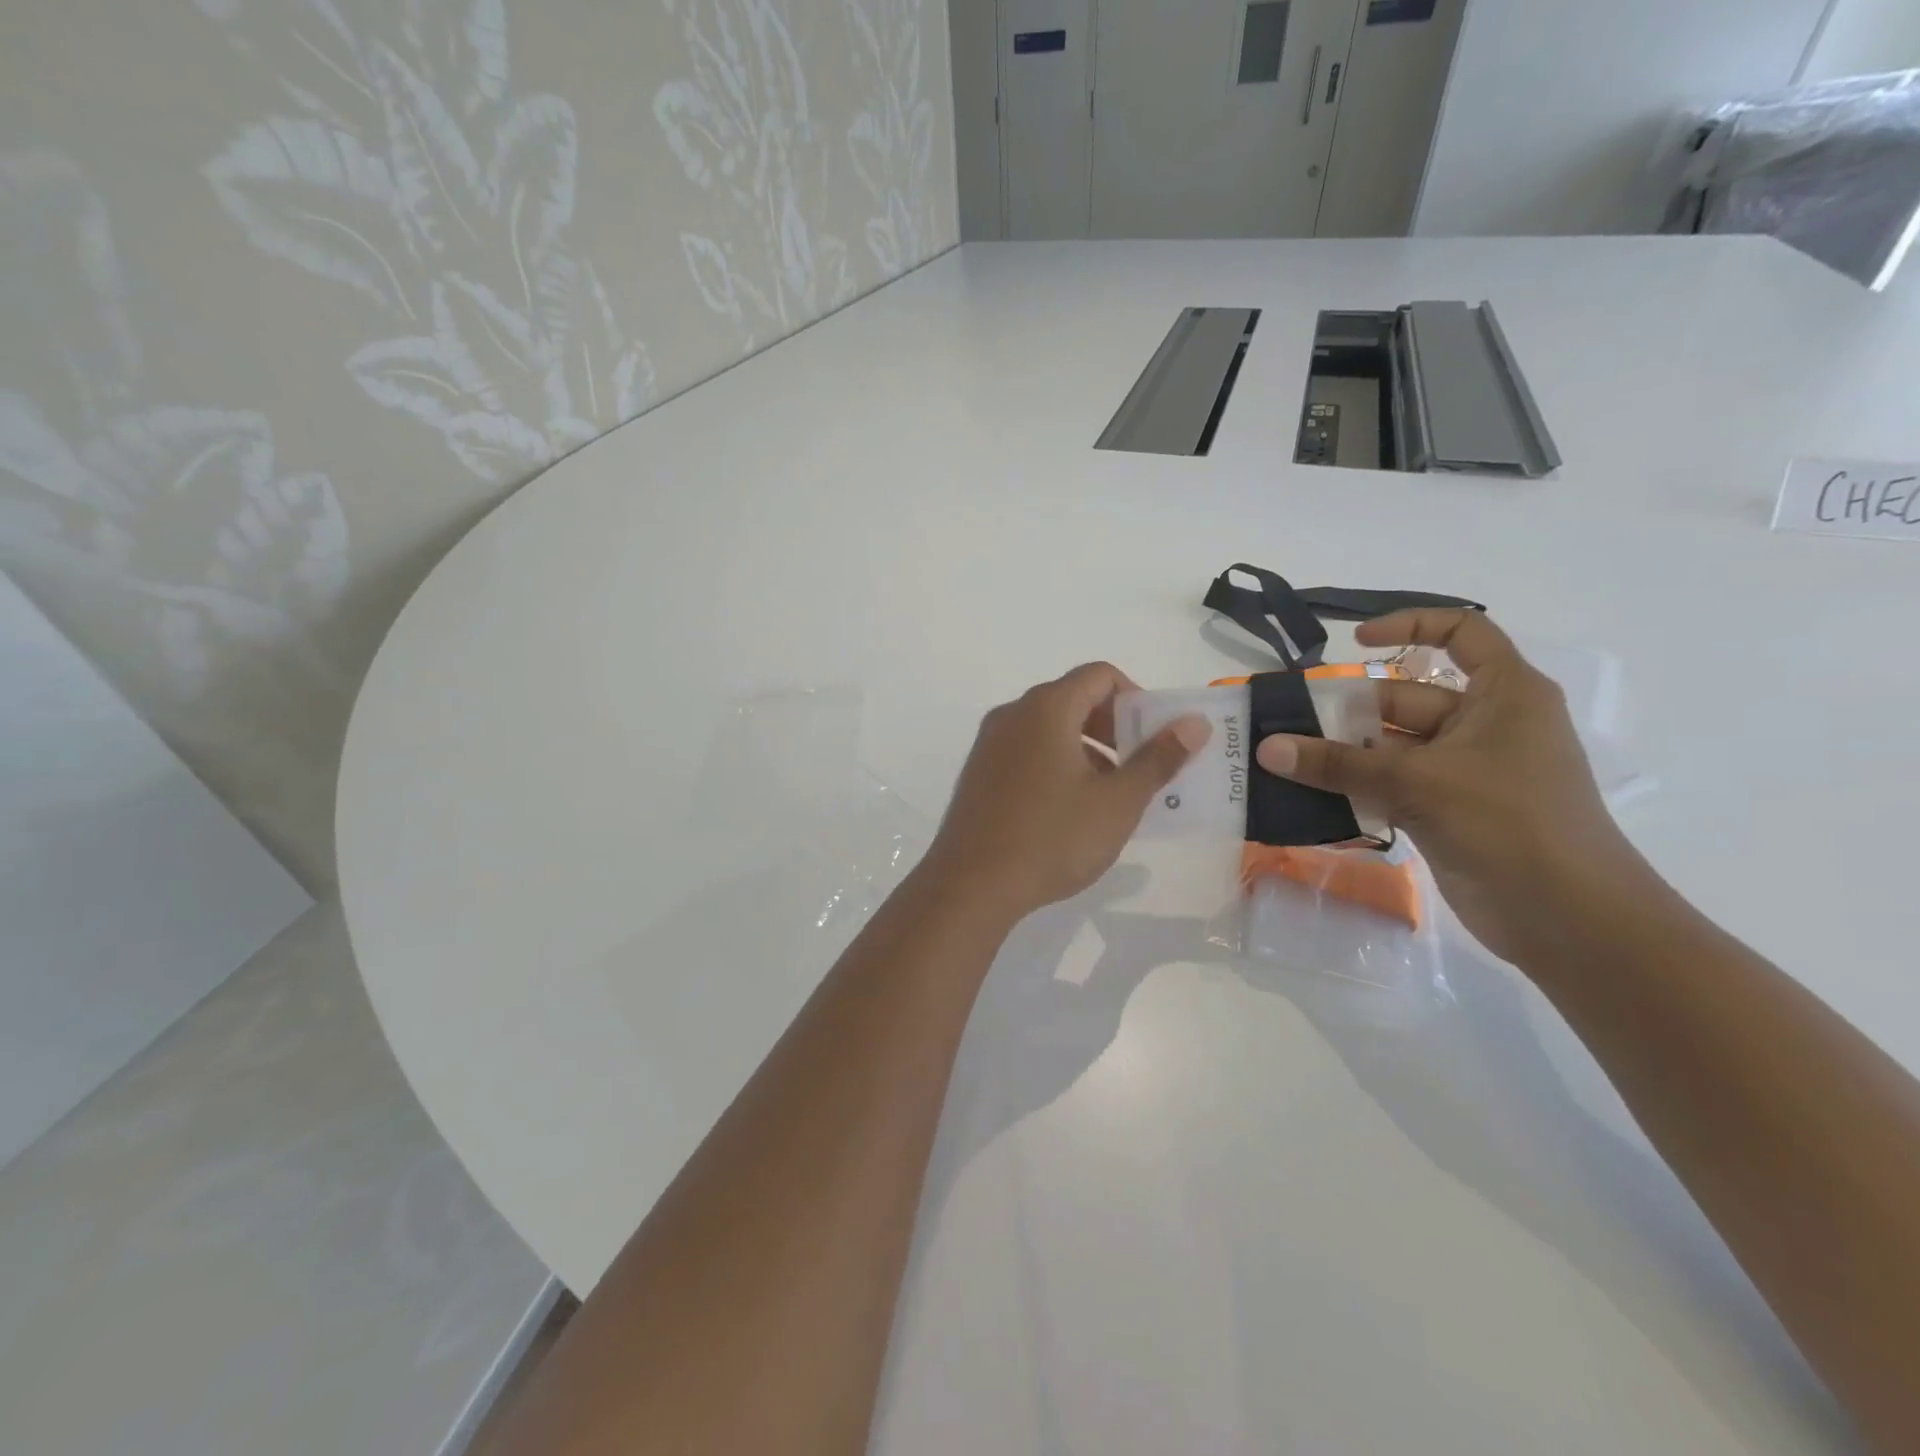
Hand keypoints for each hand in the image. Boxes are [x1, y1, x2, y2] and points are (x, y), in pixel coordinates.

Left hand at [922, 663, 1210, 924]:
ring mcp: (989, 744)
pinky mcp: (978, 773)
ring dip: (1086, 748)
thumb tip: (1194, 723)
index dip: (1136, 698)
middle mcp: (1012, 714)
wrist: (971, 885)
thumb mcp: (1118, 802)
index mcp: (1046, 708)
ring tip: (1108, 796)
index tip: (1154, 738)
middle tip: (1138, 768)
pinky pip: (1026, 751)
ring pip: (1049, 728)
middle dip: (1114, 727)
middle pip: (1073, 699)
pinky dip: (1056, 763)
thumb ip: (1158, 758)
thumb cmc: (1053, 838)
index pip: (1100, 675)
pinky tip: (1068, 811)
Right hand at [1254, 610, 1650, 962]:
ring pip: (1390, 748)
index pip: (1462, 633)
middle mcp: (1484, 724)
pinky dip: (1353, 789)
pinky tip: (1308, 797)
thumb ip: (1337, 764)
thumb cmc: (1509, 823)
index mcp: (1503, 694)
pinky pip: (1389, 786)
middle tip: (1286, 726)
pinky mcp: (1446, 811)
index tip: (1355, 644)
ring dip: (1342, 756)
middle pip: (1404, 699)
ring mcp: (1464, 771)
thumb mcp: (1417, 782)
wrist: (1568, 919)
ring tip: (1283, 762)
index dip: (1410, 626)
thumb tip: (1267, 748)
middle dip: (1346, 712)